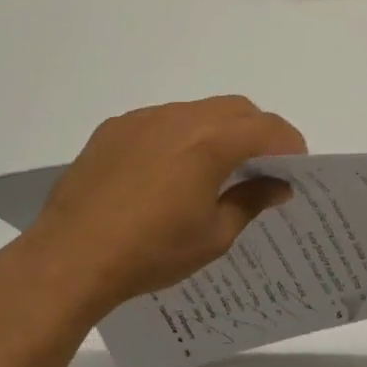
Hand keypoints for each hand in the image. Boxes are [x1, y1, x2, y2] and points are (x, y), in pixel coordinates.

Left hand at [20, 96, 306, 318]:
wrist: (70, 257)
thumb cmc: (151, 252)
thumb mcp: (214, 235)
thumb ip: (251, 201)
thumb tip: (278, 185)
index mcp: (211, 142)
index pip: (267, 128)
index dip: (290, 144)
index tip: (296, 168)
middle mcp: (179, 118)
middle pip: (235, 109)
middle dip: (257, 131)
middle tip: (261, 167)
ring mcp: (142, 120)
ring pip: (196, 111)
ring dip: (217, 130)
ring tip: (214, 169)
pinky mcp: (113, 129)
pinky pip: (160, 120)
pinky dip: (180, 135)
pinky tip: (168, 172)